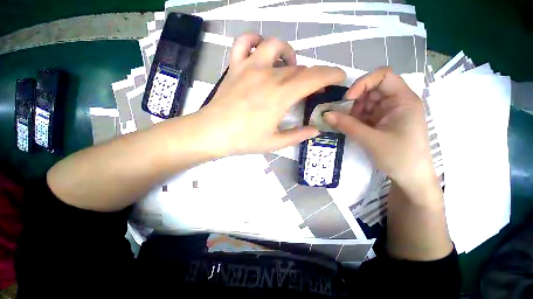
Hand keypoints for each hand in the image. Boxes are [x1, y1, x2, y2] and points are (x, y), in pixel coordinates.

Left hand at [194, 33, 345, 156]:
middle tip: (312, 88)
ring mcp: (250, 67)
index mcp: (281, 96)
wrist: (213, 133)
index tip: (339, 77)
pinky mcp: (235, 67)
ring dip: (289, 55)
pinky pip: (244, 42)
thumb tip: (316, 130)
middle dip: (312, 75)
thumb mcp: (274, 143)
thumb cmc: (244, 140)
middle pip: (298, 68)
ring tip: (288, 68)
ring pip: (276, 47)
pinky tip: (260, 51)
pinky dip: (255, 40)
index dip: (331, 74)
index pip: (314, 78)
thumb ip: (297, 135)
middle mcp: (269, 76)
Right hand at [323, 67, 435, 193]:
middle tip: (344, 116)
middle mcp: (398, 101)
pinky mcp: (383, 121)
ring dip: (354, 112)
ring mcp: (390, 112)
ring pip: (367, 102)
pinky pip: (366, 114)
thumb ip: (347, 125)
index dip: (363, 83)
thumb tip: (325, 114)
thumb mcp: (371, 140)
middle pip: (372, 89)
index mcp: (403, 100)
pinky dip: (356, 119)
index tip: (348, 99)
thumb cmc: (399, 157)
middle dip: (355, 101)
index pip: (383, 76)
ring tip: (348, 125)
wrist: (411, 178)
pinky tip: (352, 128)